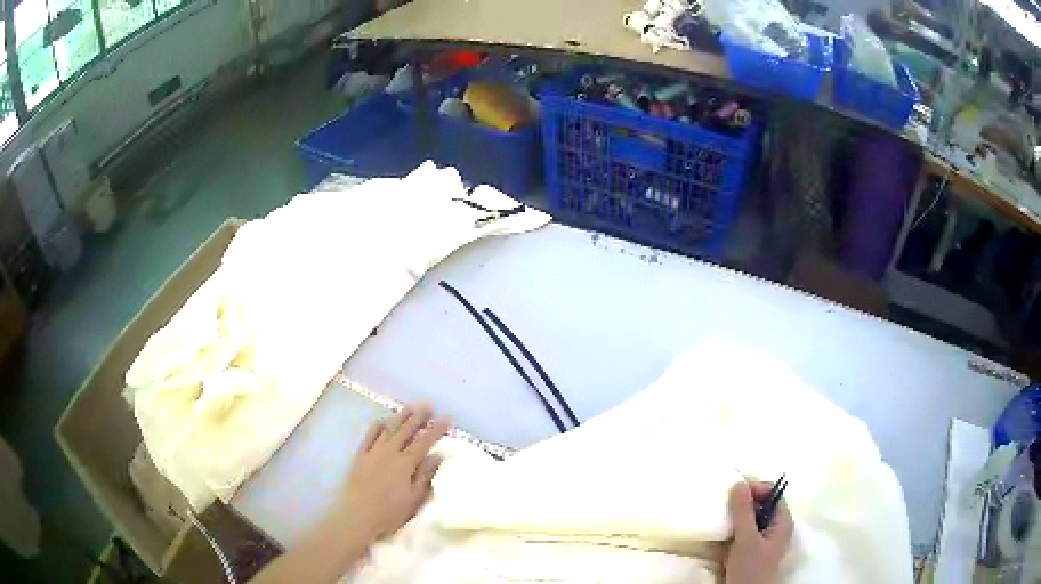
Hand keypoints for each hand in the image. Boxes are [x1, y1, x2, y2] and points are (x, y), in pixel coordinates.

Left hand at [340, 404, 449, 544]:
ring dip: (400, 417)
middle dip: (418, 417)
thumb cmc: (390, 512)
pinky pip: (369, 436)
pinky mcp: (360, 456)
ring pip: (389, 429)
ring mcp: (373, 452)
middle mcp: (389, 452)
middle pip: (406, 430)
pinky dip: (377, 426)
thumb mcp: (414, 498)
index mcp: (405, 463)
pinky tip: (383, 420)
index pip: (425, 442)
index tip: (446, 417)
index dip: (436, 429)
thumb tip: (438, 455)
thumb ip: (425, 476)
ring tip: (410, 407)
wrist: (357, 515)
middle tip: (428, 404)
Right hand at [724, 480, 793, 583]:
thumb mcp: (746, 539)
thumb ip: (743, 512)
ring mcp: (764, 540)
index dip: (755, 488)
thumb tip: (739, 483)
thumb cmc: (751, 568)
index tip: (734, 490)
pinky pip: (743, 532)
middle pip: (761, 505)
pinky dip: (733, 529)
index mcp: (782, 522)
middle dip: (743, 503)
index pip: (773, 494)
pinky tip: (721, 533)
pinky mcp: (751, 550)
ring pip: (751, 519)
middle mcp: (776, 528)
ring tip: (721, 516)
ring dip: (736, 517)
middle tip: (724, 502)